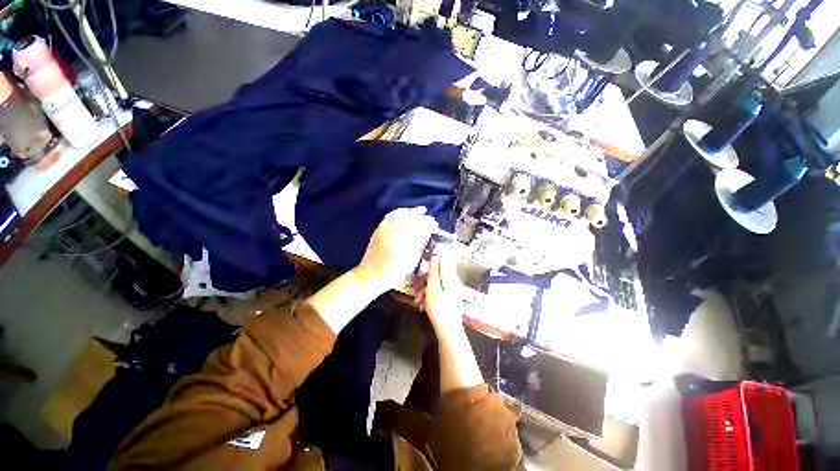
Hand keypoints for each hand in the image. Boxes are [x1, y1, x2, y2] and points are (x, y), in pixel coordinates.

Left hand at [353, 207, 437, 292]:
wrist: (368, 276)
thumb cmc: (390, 275)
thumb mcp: (407, 264)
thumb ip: (416, 248)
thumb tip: (425, 235)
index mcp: (398, 245)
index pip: (416, 231)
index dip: (427, 226)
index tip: (435, 225)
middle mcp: (390, 235)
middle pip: (409, 222)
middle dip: (422, 219)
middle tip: (432, 219)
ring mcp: (382, 230)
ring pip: (399, 216)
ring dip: (412, 212)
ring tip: (422, 210)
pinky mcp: (378, 230)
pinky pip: (389, 216)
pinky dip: (399, 212)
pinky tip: (406, 211)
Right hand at [415, 252, 463, 335]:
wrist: (448, 331)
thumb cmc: (440, 309)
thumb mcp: (433, 289)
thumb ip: (433, 272)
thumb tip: (435, 255)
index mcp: (450, 277)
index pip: (442, 261)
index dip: (432, 259)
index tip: (423, 261)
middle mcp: (452, 281)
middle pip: (436, 274)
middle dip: (425, 280)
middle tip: (416, 289)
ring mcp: (451, 290)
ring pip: (435, 283)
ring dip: (425, 289)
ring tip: (418, 300)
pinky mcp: (448, 298)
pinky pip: (437, 291)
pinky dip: (429, 295)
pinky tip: (422, 303)